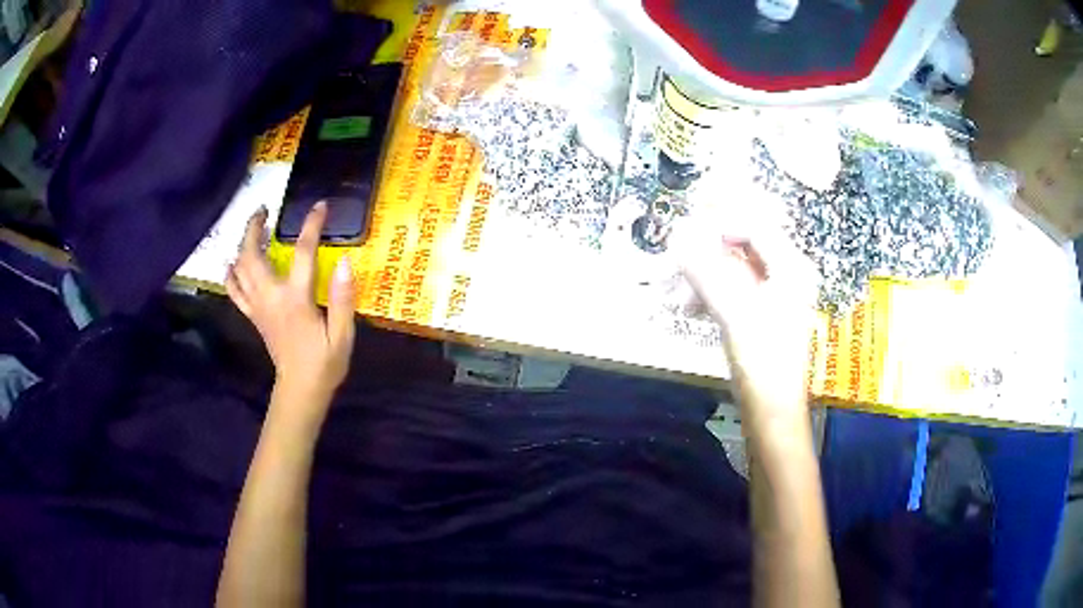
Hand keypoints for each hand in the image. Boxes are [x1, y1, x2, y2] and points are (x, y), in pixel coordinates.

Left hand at [226, 202, 357, 408]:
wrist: (300, 389)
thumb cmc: (325, 363)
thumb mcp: (343, 335)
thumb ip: (343, 298)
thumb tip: (345, 262)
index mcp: (296, 299)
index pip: (303, 252)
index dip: (311, 225)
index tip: (320, 206)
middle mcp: (271, 298)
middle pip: (252, 255)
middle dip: (254, 227)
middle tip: (264, 210)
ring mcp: (258, 307)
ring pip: (239, 269)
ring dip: (242, 244)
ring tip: (253, 228)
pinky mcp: (253, 316)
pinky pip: (234, 290)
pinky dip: (231, 273)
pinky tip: (233, 263)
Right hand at [679, 203, 817, 426]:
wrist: (772, 411)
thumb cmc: (762, 360)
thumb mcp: (734, 312)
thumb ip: (706, 271)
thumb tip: (677, 236)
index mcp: (791, 267)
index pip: (755, 225)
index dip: (721, 220)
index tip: (687, 224)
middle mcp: (786, 274)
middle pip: (744, 244)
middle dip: (708, 249)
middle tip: (677, 251)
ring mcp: (774, 295)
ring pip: (735, 269)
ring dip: (704, 275)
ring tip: (676, 290)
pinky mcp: (761, 314)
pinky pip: (733, 290)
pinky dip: (710, 293)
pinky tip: (689, 307)